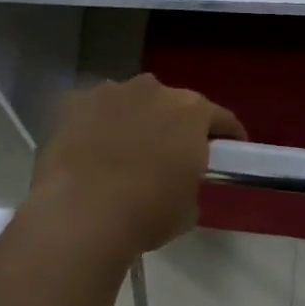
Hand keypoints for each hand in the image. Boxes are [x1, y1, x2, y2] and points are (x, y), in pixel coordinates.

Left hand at [28, 75, 245, 260]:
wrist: (82, 214)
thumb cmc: (148, 213)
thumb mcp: (188, 208)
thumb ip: (190, 182)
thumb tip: (177, 182)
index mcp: (192, 111)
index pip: (221, 118)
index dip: (229, 136)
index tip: (231, 151)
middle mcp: (153, 90)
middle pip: (173, 104)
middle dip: (176, 126)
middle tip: (173, 156)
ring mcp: (109, 92)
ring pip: (131, 103)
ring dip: (135, 121)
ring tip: (127, 154)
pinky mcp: (72, 105)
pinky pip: (94, 113)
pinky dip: (98, 127)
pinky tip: (92, 153)